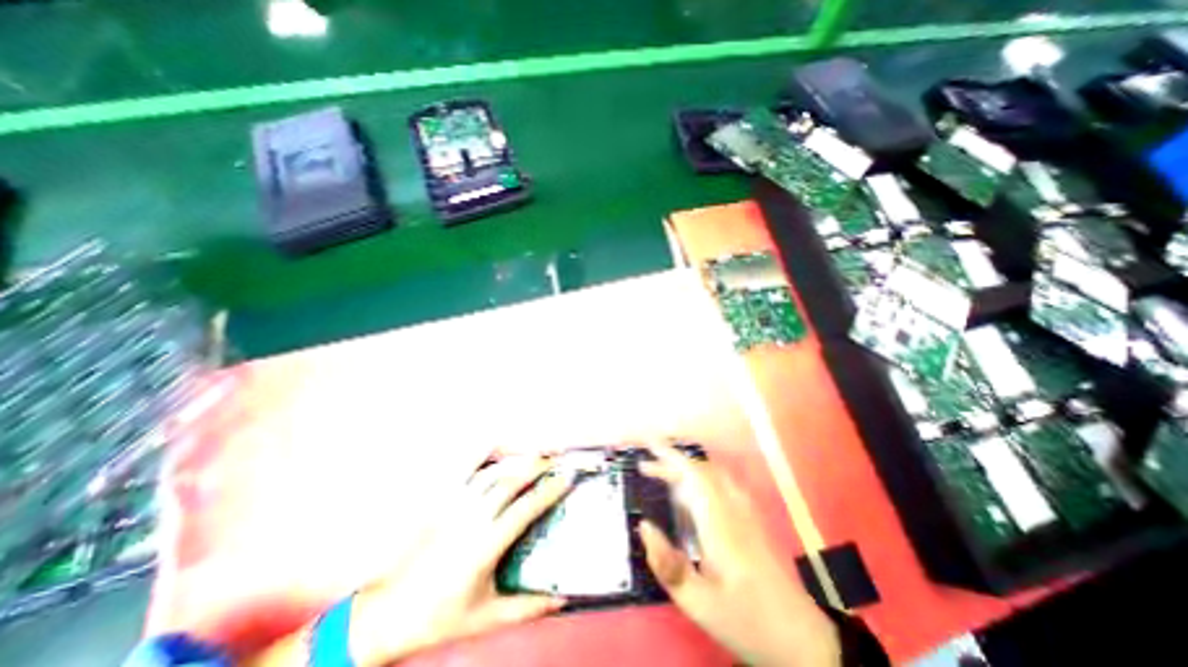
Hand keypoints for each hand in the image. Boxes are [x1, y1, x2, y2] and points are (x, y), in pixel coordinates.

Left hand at [347, 460, 573, 666]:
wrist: (389, 613)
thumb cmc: (441, 616)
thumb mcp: (488, 616)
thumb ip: (528, 606)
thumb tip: (561, 599)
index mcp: (487, 544)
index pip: (527, 508)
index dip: (550, 491)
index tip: (567, 479)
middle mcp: (473, 518)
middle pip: (513, 481)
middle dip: (538, 465)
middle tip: (557, 459)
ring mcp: (456, 505)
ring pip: (493, 472)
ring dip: (517, 459)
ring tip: (536, 452)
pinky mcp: (442, 501)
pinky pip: (465, 470)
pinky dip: (483, 454)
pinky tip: (497, 447)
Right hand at [635, 441, 838, 663]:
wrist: (804, 640)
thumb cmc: (748, 622)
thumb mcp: (700, 605)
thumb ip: (668, 565)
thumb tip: (644, 527)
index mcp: (720, 524)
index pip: (694, 476)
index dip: (670, 457)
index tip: (649, 447)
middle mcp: (734, 508)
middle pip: (702, 471)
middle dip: (672, 463)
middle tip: (646, 468)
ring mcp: (747, 512)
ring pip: (714, 474)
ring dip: (687, 468)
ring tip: (664, 475)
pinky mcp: (753, 519)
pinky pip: (723, 484)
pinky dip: (702, 477)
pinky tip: (693, 492)